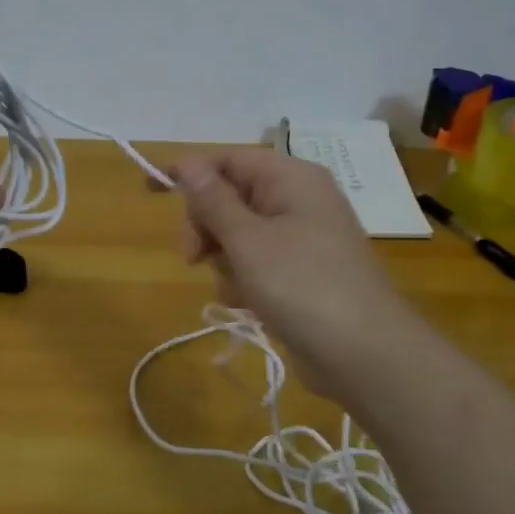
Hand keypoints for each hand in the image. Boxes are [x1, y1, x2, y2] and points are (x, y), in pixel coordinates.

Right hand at [169, 150, 402, 397]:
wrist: (364, 354)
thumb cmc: (302, 285)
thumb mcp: (247, 240)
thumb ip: (213, 200)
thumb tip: (187, 162)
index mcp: (290, 178)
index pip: (227, 159)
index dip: (187, 171)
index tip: (150, 190)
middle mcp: (297, 200)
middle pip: (229, 197)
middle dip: (206, 226)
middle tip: (193, 256)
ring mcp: (301, 238)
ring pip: (237, 235)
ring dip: (224, 260)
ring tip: (237, 288)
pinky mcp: (300, 273)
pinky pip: (255, 263)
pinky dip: (243, 280)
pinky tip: (248, 303)